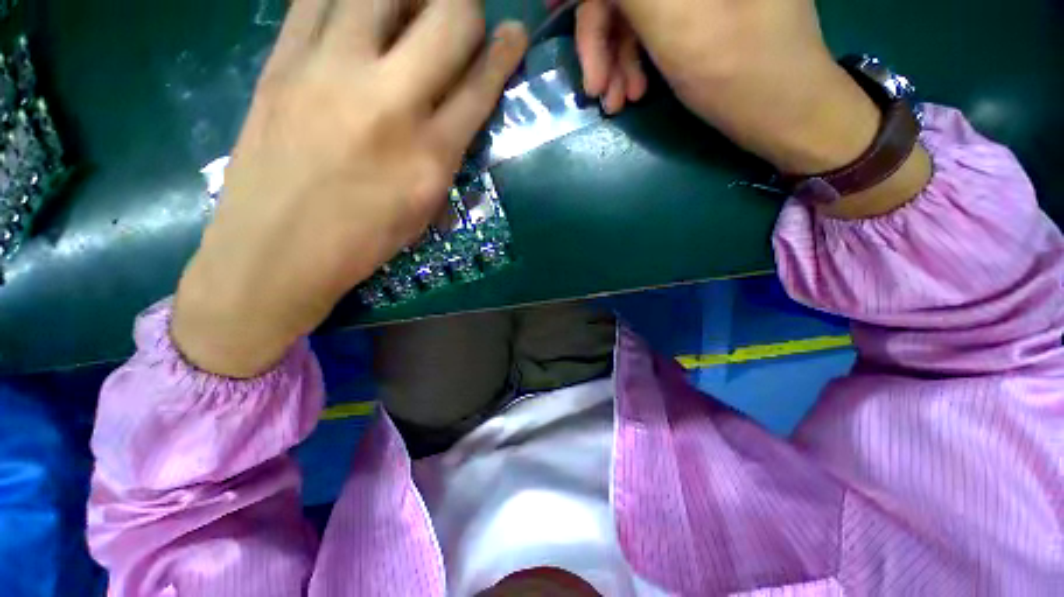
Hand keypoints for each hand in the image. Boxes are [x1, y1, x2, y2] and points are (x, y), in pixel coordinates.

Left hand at [172, 0, 527, 377]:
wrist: (275, 249)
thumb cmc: (363, 240)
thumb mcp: (425, 206)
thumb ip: (448, 151)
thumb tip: (461, 104)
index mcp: (431, 154)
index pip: (481, 85)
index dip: (505, 52)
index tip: (515, 32)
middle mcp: (389, 101)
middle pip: (448, 18)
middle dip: (466, 10)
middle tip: (460, 22)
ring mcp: (329, 70)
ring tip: (408, 12)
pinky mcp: (282, 60)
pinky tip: (358, 14)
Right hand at [574, 0, 931, 217]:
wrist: (787, 114)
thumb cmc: (740, 72)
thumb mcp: (676, 22)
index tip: (555, 13)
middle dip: (600, 39)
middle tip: (595, 90)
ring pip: (633, 11)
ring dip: (614, 59)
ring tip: (615, 102)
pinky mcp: (700, 9)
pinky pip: (649, 28)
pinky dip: (632, 61)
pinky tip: (631, 92)